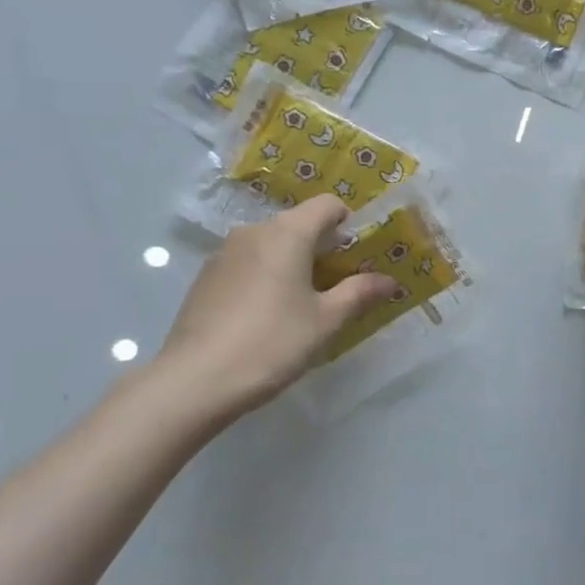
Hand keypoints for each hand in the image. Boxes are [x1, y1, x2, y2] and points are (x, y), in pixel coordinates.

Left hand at [143, 196, 397, 428]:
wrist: (195, 380)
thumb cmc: (272, 342)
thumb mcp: (326, 321)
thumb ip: (359, 293)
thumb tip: (389, 281)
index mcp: (287, 233)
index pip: (327, 205)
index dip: (349, 224)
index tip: (358, 257)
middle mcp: (253, 232)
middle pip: (299, 224)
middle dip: (323, 248)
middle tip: (338, 287)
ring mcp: (224, 253)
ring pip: (271, 245)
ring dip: (293, 263)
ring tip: (302, 305)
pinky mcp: (206, 278)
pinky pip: (248, 264)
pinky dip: (266, 277)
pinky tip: (266, 317)